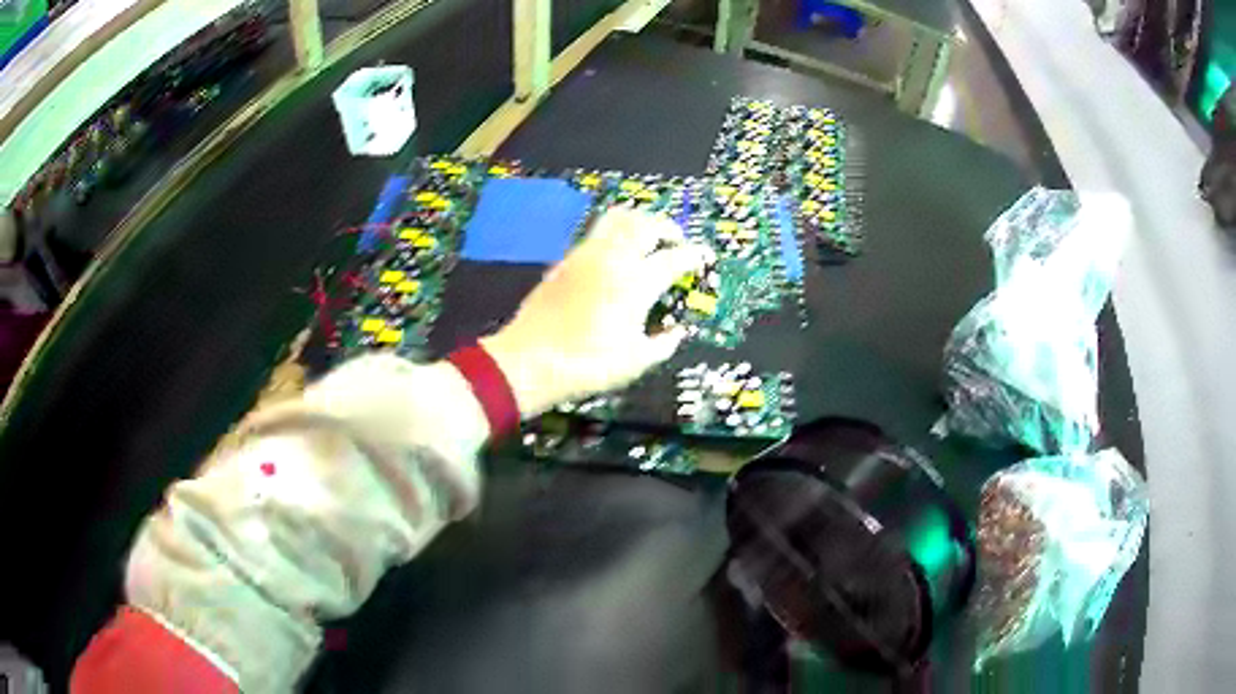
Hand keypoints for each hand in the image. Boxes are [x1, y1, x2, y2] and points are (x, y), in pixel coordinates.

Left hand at [482, 208, 711, 415]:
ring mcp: (586, 255)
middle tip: (676, 241)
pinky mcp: (566, 260)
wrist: (528, 360)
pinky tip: (617, 253)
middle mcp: (613, 259)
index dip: (694, 255)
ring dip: (640, 221)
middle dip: (668, 228)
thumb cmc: (587, 365)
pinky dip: (616, 232)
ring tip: (648, 237)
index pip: (674, 258)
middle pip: (646, 224)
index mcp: (636, 283)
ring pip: (618, 219)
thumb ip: (663, 343)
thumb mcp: (635, 362)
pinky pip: (597, 233)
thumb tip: (677, 331)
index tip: (703, 256)